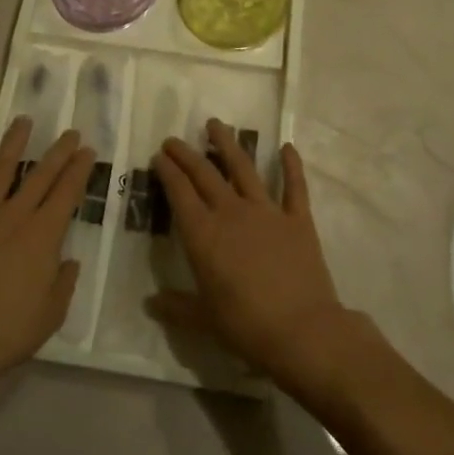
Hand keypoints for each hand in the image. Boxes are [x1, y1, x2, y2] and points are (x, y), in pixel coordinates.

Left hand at [0, 120, 93, 412]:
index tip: (88, 151)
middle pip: (39, 175)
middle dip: (58, 152)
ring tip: (22, 122)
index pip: (67, 192)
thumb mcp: (50, 315)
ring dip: (12, 145)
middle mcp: (12, 216)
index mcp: (42, 235)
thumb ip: (63, 283)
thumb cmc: (4, 334)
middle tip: (70, 132)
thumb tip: (68, 261)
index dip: (79, 170)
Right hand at [147, 120, 352, 389]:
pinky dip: (291, 165)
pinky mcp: (298, 219)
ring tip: (216, 124)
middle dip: (186, 154)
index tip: (159, 156)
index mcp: (204, 235)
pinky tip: (287, 147)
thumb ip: (177, 307)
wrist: (302, 330)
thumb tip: (150, 303)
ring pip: (243, 168)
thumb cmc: (247, 326)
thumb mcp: (205, 320)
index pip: (179, 194)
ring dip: (228, 144)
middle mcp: (232, 213)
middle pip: (205, 174)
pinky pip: (294, 186)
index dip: (168, 172)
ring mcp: (267, 212)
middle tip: (174, 139)